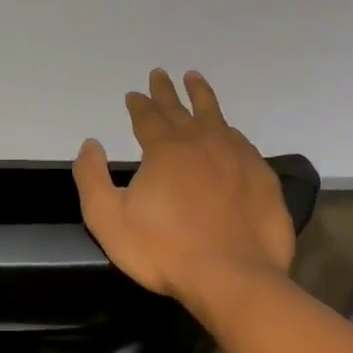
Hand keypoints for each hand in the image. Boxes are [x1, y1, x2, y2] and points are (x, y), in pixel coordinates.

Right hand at [73, 69, 295, 302]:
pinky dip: (230, 131)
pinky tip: (230, 132)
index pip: (147, 117)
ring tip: (196, 79)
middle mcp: (202, 143)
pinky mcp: (263, 179)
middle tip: (161, 73)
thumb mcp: (107, 218)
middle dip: (167, 91)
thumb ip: (91, 177)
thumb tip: (90, 144)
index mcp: (165, 150)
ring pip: (217, 117)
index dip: (138, 104)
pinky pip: (242, 143)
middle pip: (181, 109)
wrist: (233, 279)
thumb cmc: (163, 250)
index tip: (133, 94)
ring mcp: (237, 158)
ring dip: (202, 97)